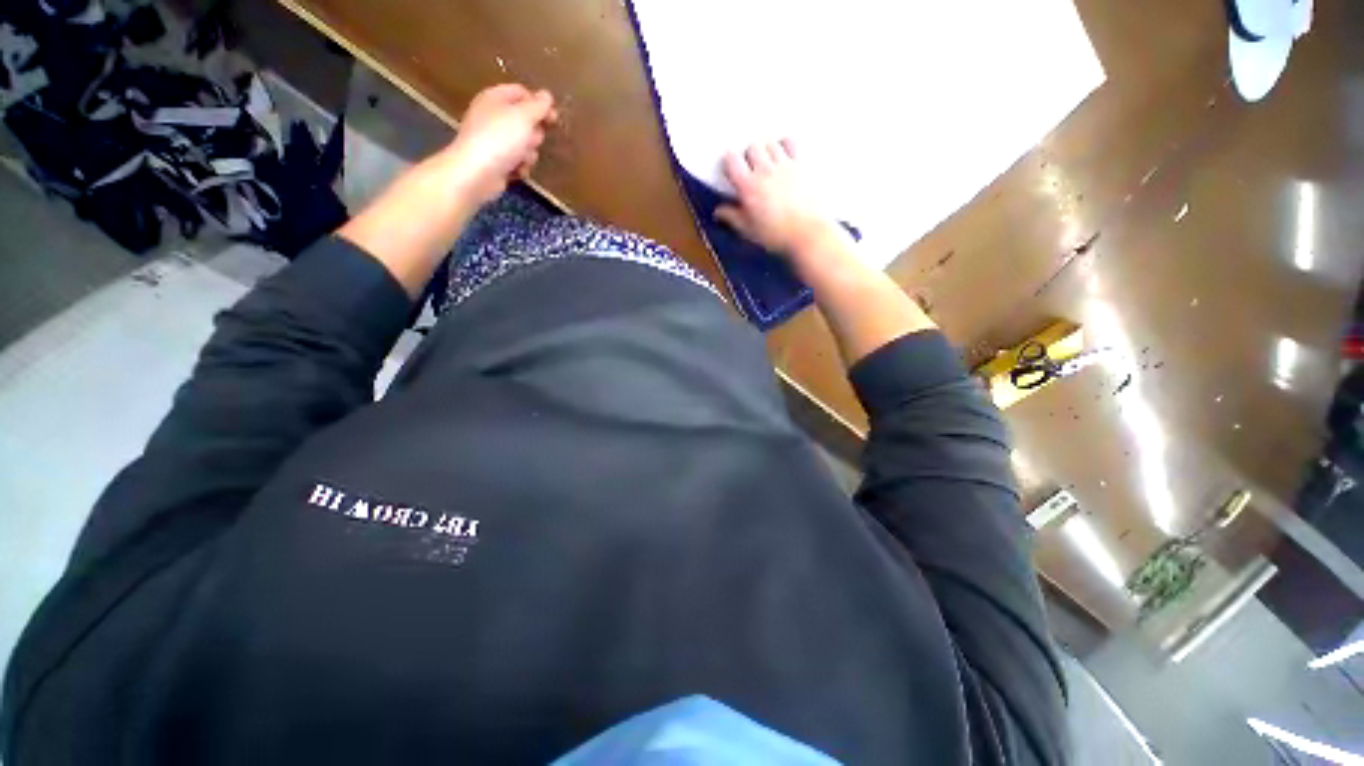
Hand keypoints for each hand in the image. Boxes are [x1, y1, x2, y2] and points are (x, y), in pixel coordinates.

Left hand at [438, 83, 557, 205]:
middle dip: (534, 133)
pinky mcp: (497, 162)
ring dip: (528, 153)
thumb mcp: (523, 116)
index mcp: (495, 98)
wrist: (477, 173)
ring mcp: (494, 140)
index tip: (553, 118)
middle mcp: (493, 116)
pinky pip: (518, 161)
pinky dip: (520, 167)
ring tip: (522, 158)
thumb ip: (537, 106)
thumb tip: (547, 95)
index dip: (538, 104)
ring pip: (524, 144)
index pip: (521, 93)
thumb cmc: (500, 139)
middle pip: (525, 121)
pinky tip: (517, 171)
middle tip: (531, 139)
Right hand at [714, 139, 845, 257]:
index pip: (731, 160)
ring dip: (766, 151)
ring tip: (767, 164)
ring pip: (770, 143)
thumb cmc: (775, 235)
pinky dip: (785, 146)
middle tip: (750, 171)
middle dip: (748, 156)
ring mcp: (785, 165)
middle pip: (752, 147)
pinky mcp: (802, 165)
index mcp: (748, 186)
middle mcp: (765, 170)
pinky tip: (784, 157)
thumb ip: (731, 217)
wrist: (807, 234)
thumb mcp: (748, 230)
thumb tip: (718, 212)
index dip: (729, 163)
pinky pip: (791, 143)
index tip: (730, 173)